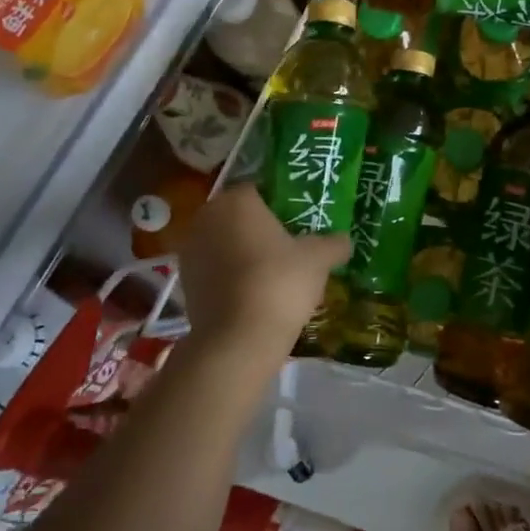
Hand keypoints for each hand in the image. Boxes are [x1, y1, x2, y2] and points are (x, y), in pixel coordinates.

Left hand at [177, 184, 349, 362]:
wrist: (236, 340)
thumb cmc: (279, 283)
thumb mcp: (318, 260)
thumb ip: (333, 244)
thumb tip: (345, 240)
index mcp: (236, 200)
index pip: (260, 190)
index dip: (280, 205)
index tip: (298, 223)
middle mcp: (207, 217)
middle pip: (239, 216)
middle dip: (259, 228)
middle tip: (288, 248)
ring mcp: (190, 250)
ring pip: (224, 243)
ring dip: (242, 253)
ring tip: (272, 274)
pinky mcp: (184, 282)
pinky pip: (214, 269)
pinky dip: (230, 276)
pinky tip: (253, 294)